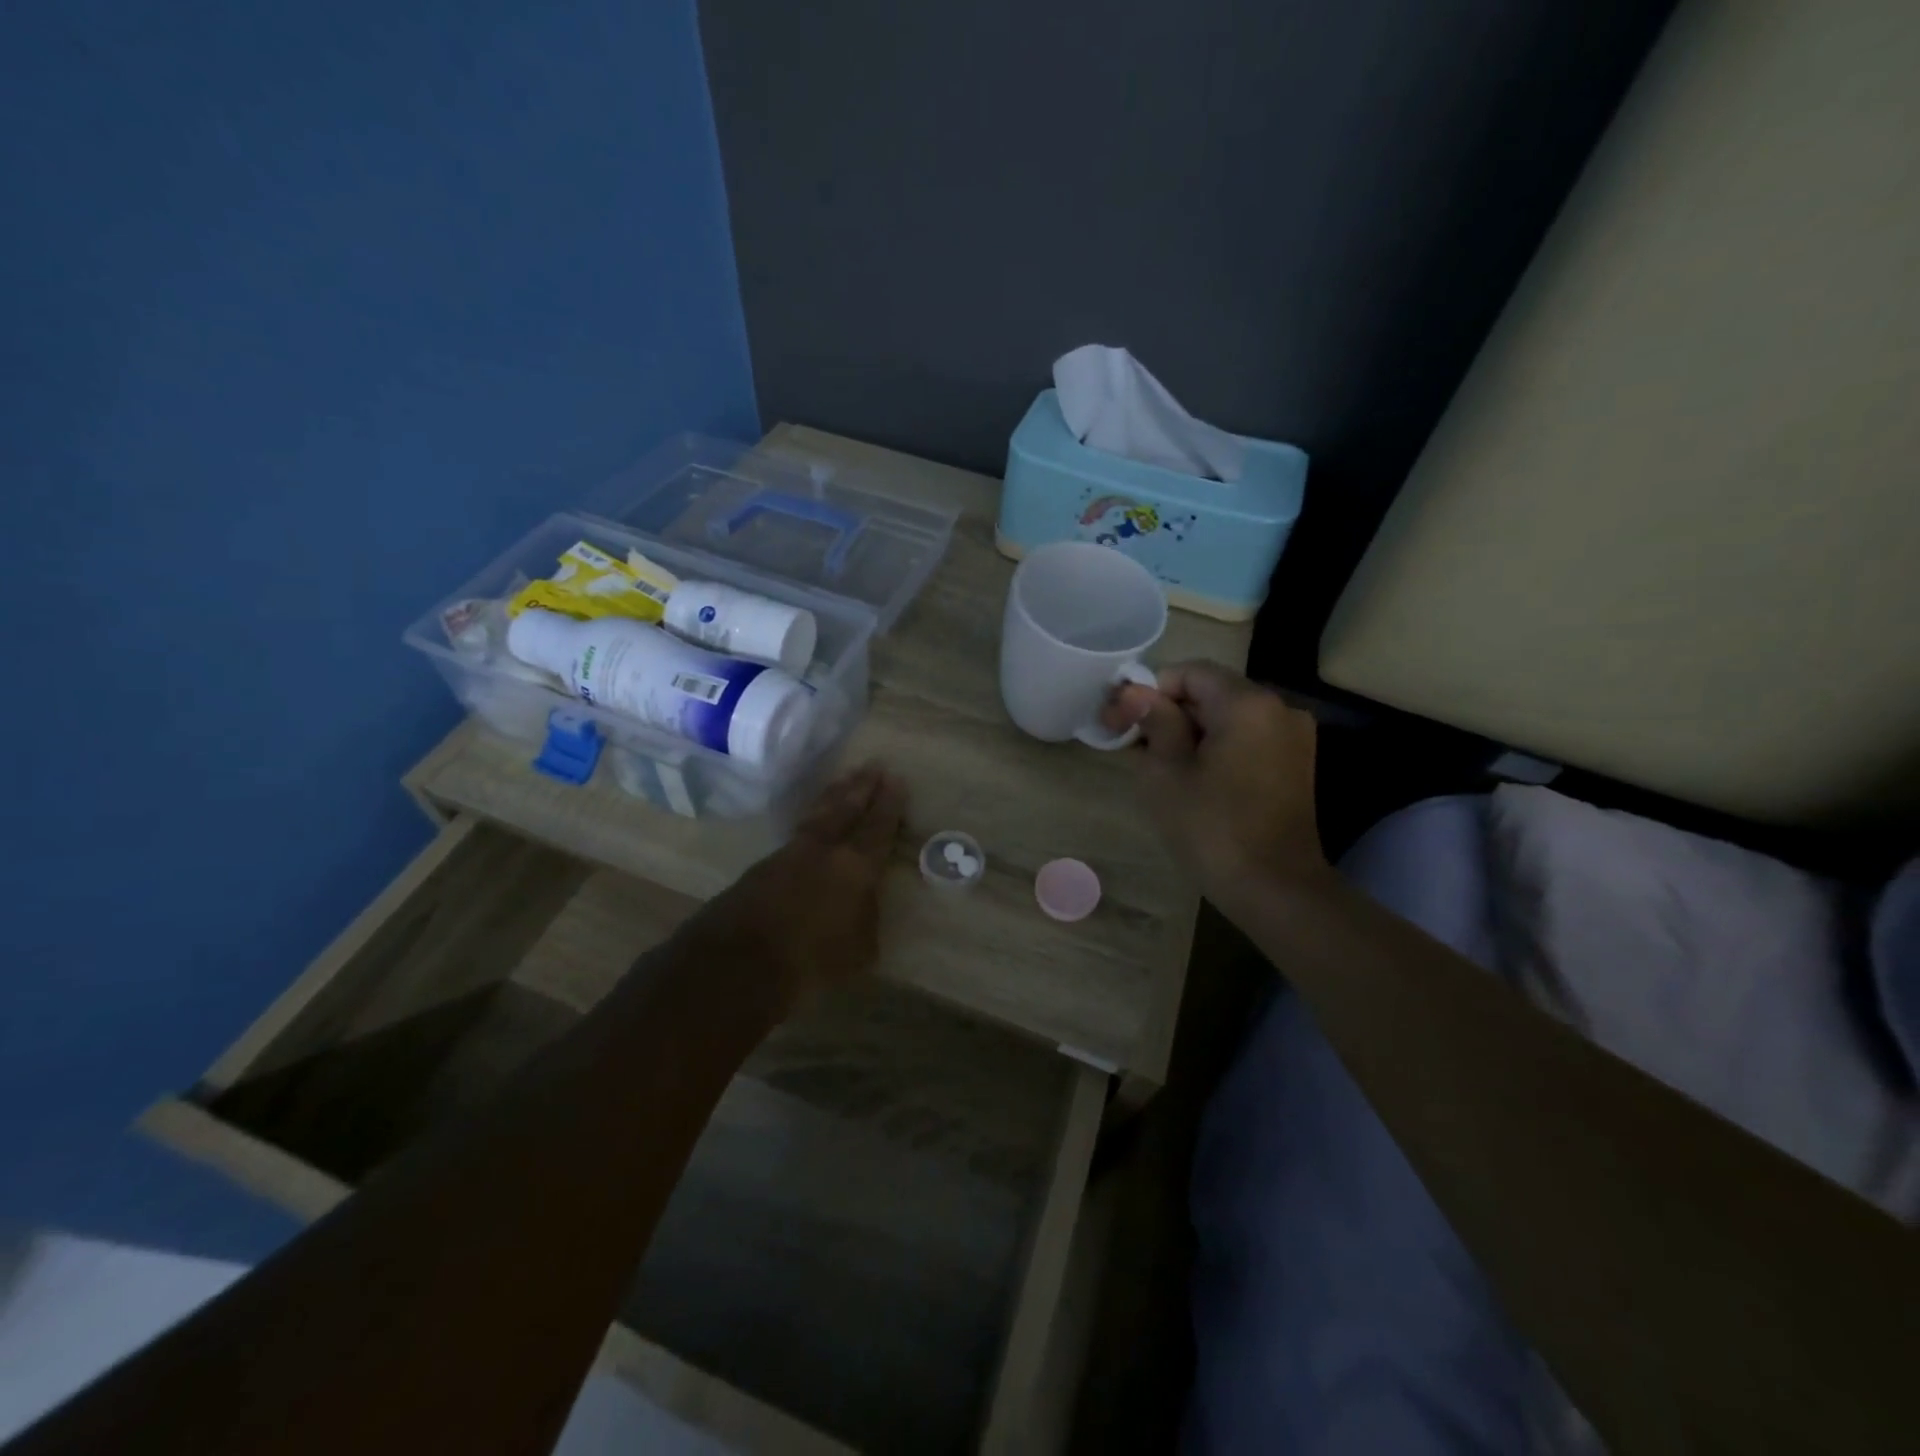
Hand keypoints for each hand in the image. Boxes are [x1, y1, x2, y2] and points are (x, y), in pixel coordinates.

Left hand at [692, 763, 907, 1011]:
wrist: (738, 962)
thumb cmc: (811, 961)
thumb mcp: (859, 950)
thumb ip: (866, 919)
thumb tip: (863, 903)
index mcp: (855, 866)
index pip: (878, 827)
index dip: (889, 804)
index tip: (896, 779)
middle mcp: (823, 850)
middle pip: (845, 808)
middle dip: (861, 786)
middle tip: (872, 764)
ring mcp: (788, 853)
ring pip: (817, 814)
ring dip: (833, 795)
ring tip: (844, 780)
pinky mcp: (762, 866)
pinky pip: (797, 832)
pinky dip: (811, 818)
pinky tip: (813, 820)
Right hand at [1103, 662, 1327, 900]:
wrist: (1274, 888)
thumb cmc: (1211, 828)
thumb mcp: (1166, 772)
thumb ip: (1152, 721)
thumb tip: (1135, 692)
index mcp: (1247, 702)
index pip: (1189, 672)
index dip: (1149, 691)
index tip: (1121, 721)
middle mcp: (1278, 708)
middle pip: (1210, 691)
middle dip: (1167, 712)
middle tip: (1129, 743)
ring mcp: (1292, 737)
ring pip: (1227, 716)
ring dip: (1188, 731)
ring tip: (1155, 764)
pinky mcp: (1295, 763)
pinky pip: (1246, 738)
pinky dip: (1215, 746)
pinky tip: (1191, 776)